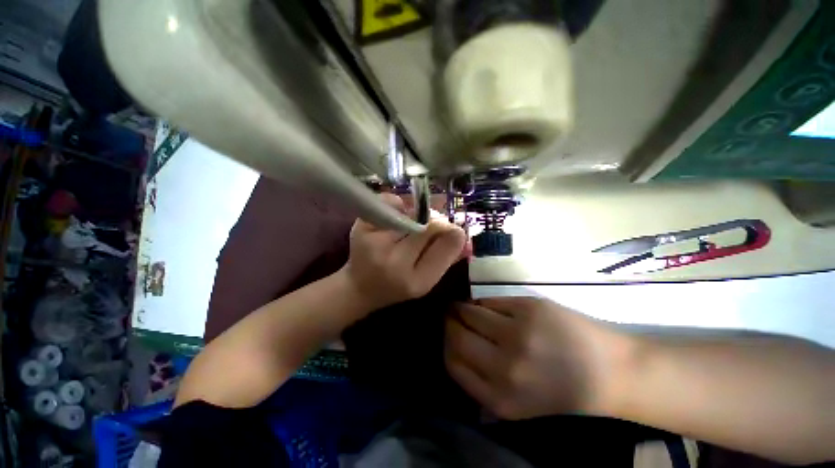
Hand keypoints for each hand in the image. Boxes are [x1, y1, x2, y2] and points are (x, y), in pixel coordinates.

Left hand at [340, 193, 466, 310]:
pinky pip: (389, 203)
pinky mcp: (361, 228)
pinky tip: (399, 215)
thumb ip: (447, 258)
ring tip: (417, 223)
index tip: (455, 230)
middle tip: (436, 224)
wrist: (360, 287)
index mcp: (417, 281)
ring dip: (420, 215)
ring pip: (412, 215)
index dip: (453, 234)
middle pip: (429, 227)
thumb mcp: (426, 280)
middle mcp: (395, 263)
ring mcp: (375, 244)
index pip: (445, 246)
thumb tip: (464, 235)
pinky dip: (399, 204)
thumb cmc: (397, 287)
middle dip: (437, 222)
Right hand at [445, 297, 631, 419]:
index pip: (451, 362)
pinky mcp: (528, 308)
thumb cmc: (560, 389)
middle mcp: (504, 367)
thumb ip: (481, 384)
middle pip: (456, 335)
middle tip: (451, 315)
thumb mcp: (517, 402)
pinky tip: (486, 305)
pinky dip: (483, 302)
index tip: (447, 334)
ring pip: (470, 312)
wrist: (610, 372)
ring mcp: (517, 334)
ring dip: (463, 308)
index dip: (445, 344)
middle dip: (450, 322)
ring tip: (465, 307)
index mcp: (499, 398)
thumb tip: (453, 349)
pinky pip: (490, 301)